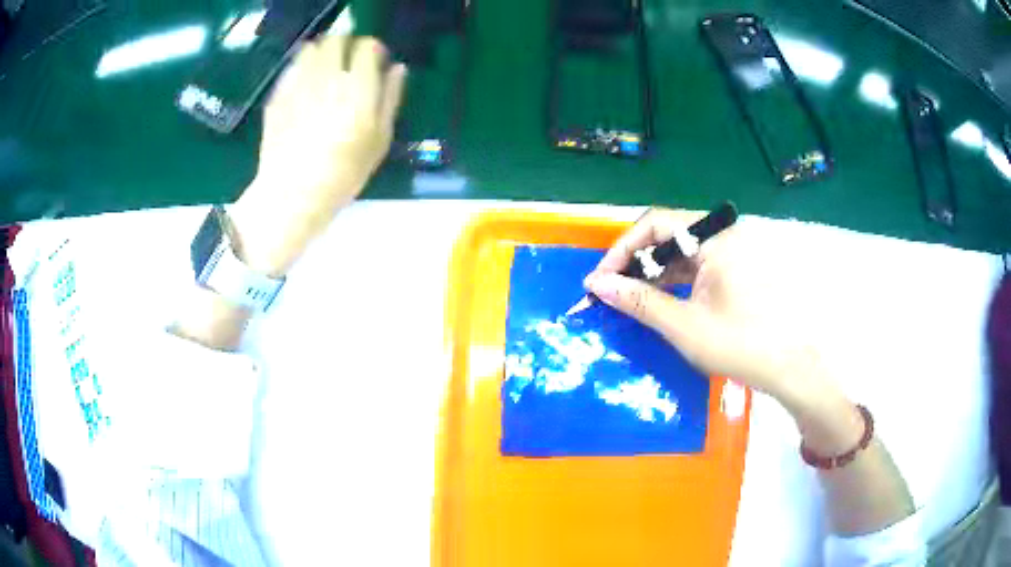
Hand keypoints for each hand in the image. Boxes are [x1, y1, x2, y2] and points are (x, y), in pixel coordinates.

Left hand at [231, 35, 406, 275]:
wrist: (292, 195)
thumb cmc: (343, 173)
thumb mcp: (379, 140)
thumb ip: (390, 98)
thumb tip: (398, 68)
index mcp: (358, 88)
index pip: (368, 46)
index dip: (373, 50)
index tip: (374, 62)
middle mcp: (327, 77)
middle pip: (337, 39)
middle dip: (346, 44)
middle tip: (348, 62)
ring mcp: (298, 84)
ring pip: (311, 48)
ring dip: (322, 52)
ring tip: (325, 70)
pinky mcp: (278, 95)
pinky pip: (293, 68)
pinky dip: (302, 68)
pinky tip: (305, 86)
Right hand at [583, 208, 834, 411]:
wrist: (790, 369)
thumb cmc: (740, 344)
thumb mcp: (684, 325)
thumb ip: (639, 301)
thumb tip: (597, 284)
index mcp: (715, 238)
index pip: (656, 224)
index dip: (622, 249)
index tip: (600, 280)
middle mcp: (724, 236)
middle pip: (668, 235)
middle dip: (635, 262)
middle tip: (610, 291)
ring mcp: (732, 253)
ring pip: (680, 252)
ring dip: (652, 273)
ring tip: (628, 299)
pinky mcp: (735, 271)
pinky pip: (696, 266)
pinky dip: (673, 282)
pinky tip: (658, 302)